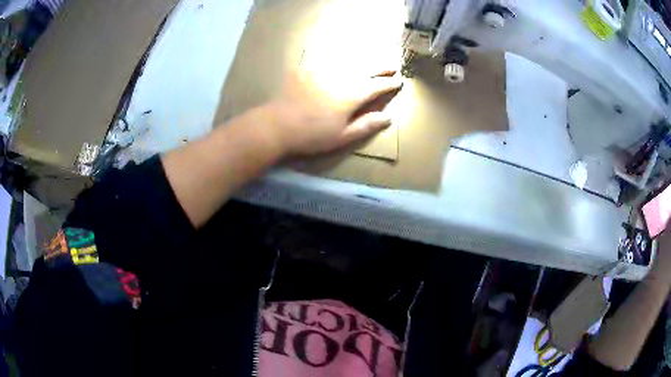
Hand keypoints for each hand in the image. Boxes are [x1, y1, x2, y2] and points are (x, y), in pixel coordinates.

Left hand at [263, 70, 402, 155]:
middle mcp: (342, 77)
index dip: (390, 83)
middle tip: (393, 65)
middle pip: (367, 69)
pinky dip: (341, 57)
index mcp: (353, 94)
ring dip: (365, 59)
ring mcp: (324, 70)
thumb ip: (366, 125)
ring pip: (350, 60)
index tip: (399, 80)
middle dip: (382, 67)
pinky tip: (343, 56)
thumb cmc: (312, 135)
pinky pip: (328, 58)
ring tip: (374, 58)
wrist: (278, 124)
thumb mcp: (342, 136)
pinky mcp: (308, 68)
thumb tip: (388, 118)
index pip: (377, 86)